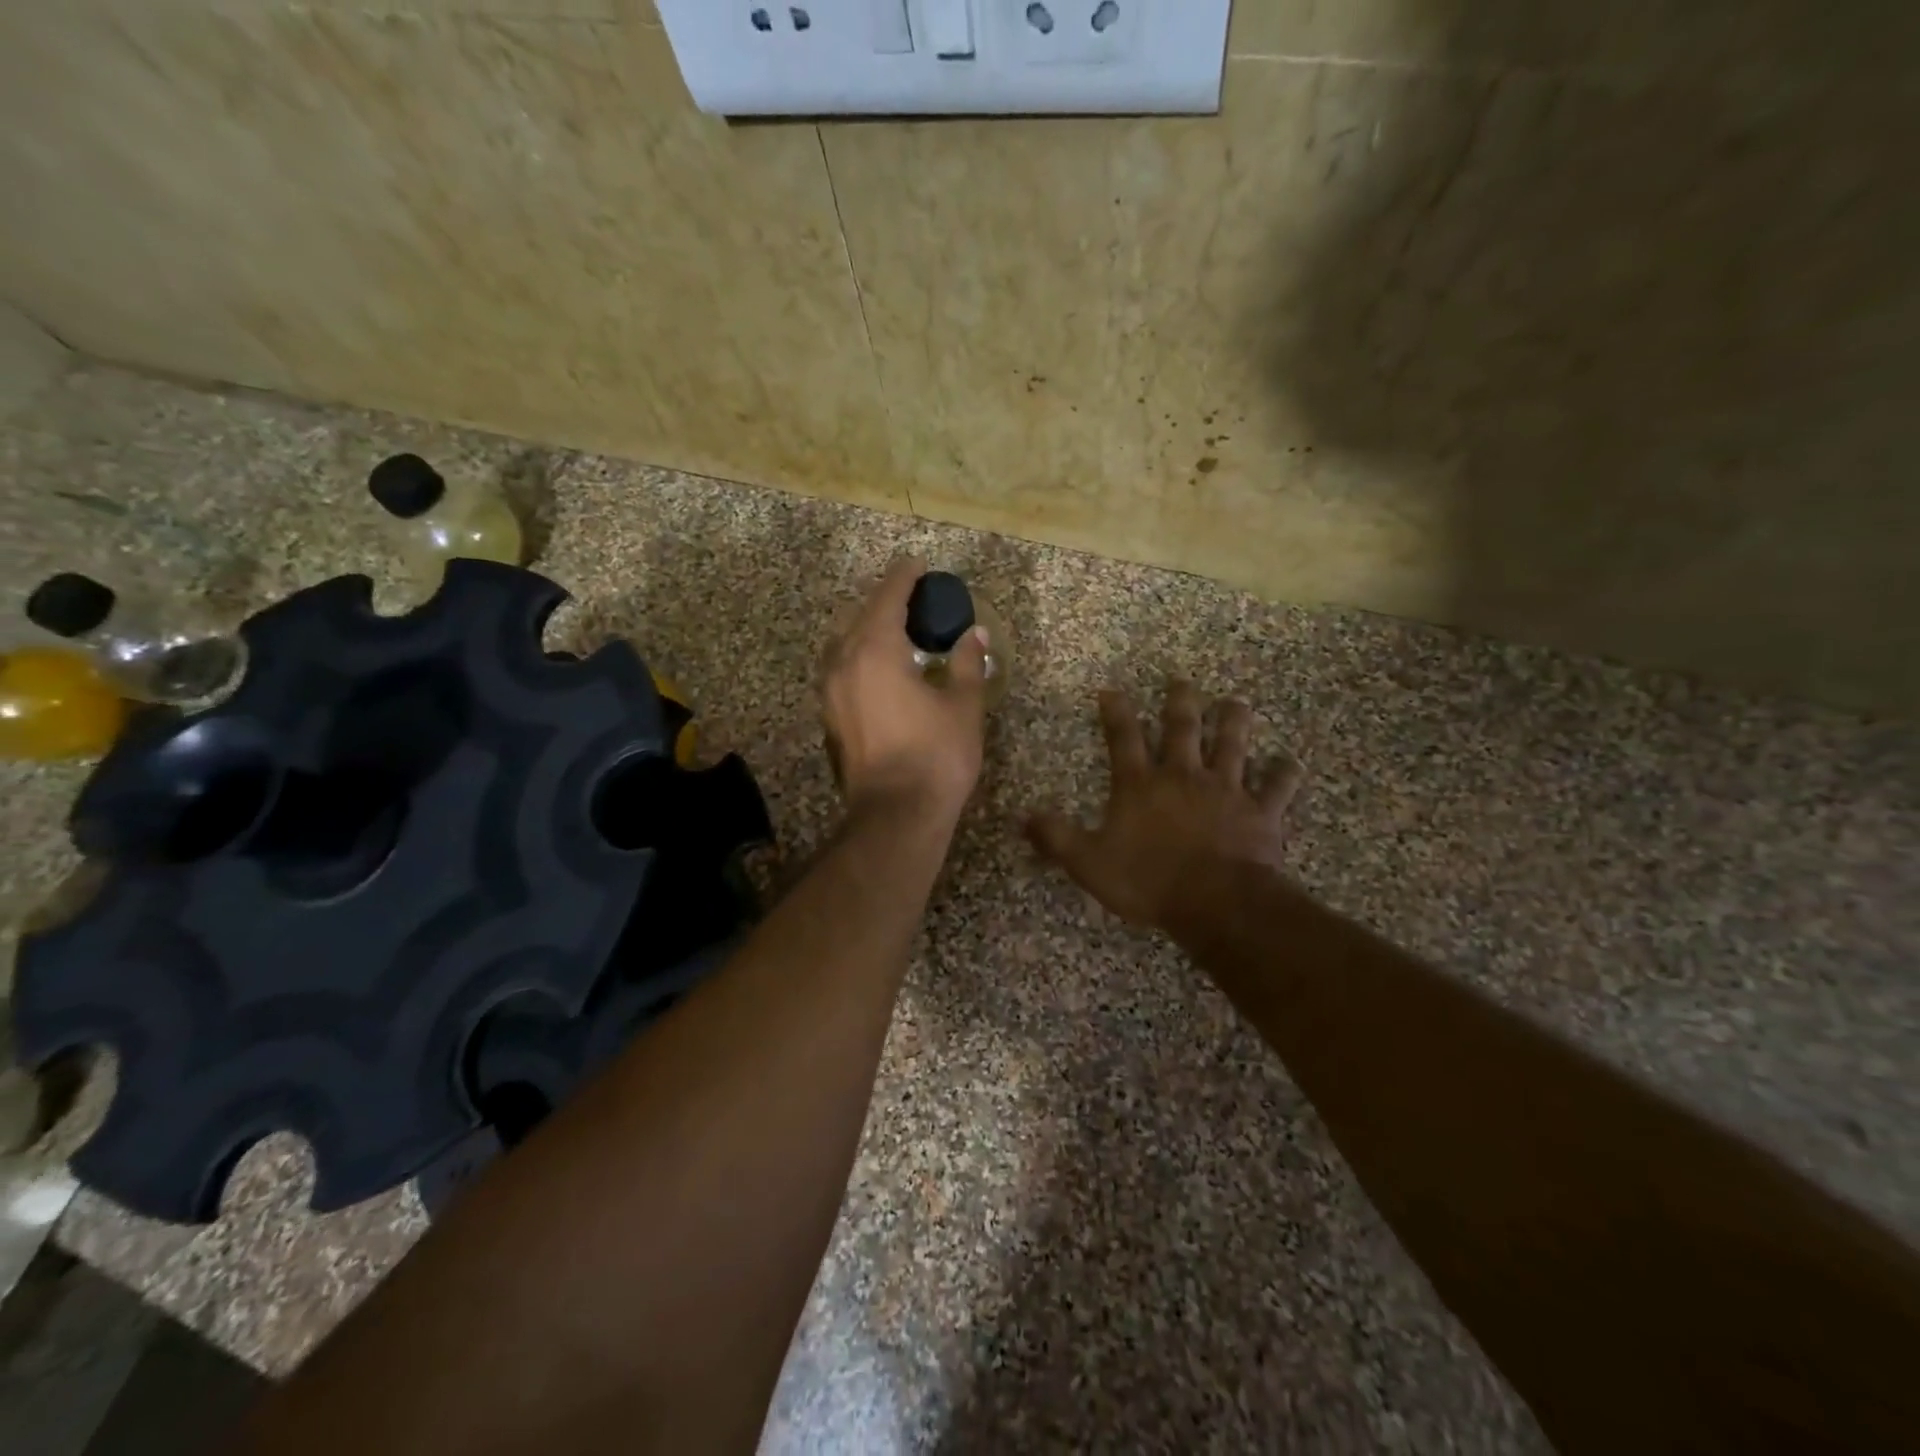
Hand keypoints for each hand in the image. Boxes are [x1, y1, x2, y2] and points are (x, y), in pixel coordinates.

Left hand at [822, 556, 988, 823]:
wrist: (896, 815)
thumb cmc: (936, 756)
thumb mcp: (963, 706)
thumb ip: (968, 663)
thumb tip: (975, 635)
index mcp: (875, 650)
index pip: (888, 598)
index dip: (904, 577)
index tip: (918, 565)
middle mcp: (843, 663)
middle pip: (859, 616)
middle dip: (885, 602)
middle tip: (914, 601)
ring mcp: (830, 692)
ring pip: (844, 644)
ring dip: (868, 630)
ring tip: (898, 633)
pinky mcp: (829, 717)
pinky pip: (841, 670)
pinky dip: (860, 657)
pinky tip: (883, 670)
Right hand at [1028, 682, 1301, 931]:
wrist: (1215, 903)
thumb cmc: (1148, 881)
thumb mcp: (1089, 863)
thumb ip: (1056, 837)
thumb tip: (1022, 817)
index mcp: (1141, 785)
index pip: (1123, 738)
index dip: (1115, 712)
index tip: (1111, 690)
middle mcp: (1183, 776)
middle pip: (1182, 728)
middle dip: (1180, 701)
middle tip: (1181, 681)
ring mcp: (1226, 790)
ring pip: (1233, 744)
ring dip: (1234, 721)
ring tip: (1236, 702)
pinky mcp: (1260, 811)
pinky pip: (1276, 788)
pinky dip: (1284, 774)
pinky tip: (1290, 762)